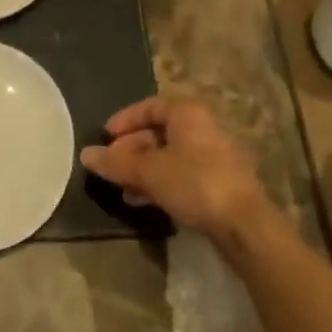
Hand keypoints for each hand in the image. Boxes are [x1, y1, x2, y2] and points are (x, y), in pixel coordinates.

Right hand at [80, 95, 268, 236]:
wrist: (245, 225)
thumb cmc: (195, 183)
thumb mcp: (149, 172)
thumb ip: (116, 163)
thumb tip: (85, 154)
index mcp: (187, 112)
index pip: (149, 106)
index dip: (124, 120)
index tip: (105, 138)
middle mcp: (201, 127)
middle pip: (158, 131)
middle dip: (131, 149)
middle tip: (111, 167)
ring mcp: (213, 155)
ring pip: (169, 155)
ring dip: (143, 169)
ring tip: (122, 188)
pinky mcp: (218, 182)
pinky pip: (181, 174)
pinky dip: (160, 182)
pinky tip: (145, 201)